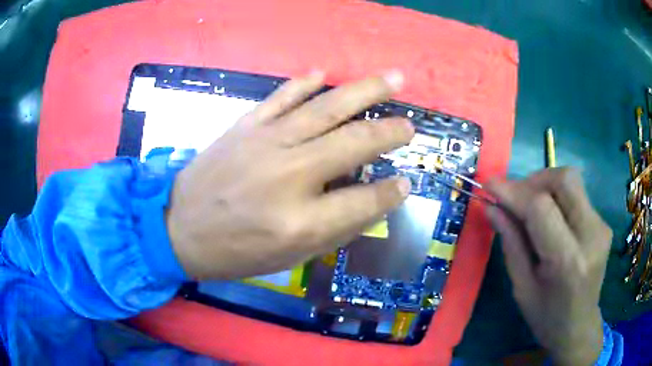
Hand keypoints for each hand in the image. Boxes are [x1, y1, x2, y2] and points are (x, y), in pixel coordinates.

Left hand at [166, 71, 413, 279]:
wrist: (180, 228)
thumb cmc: (235, 252)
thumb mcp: (289, 257)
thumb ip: (335, 229)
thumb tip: (372, 201)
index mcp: (301, 221)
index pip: (364, 201)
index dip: (391, 193)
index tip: (405, 183)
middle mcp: (290, 176)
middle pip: (353, 144)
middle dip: (389, 132)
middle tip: (409, 125)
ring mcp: (266, 143)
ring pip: (327, 108)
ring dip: (365, 91)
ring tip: (393, 79)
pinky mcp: (245, 126)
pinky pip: (282, 96)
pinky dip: (304, 83)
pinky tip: (323, 73)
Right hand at [486, 168, 611, 365]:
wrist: (579, 326)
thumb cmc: (546, 317)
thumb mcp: (522, 287)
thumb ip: (511, 242)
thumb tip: (491, 207)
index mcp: (567, 261)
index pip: (541, 208)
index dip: (514, 191)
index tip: (489, 186)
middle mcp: (591, 235)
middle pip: (564, 179)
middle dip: (534, 180)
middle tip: (514, 198)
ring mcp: (601, 226)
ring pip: (571, 181)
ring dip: (545, 186)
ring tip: (529, 208)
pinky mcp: (602, 223)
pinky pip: (576, 196)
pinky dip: (557, 198)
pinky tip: (549, 220)